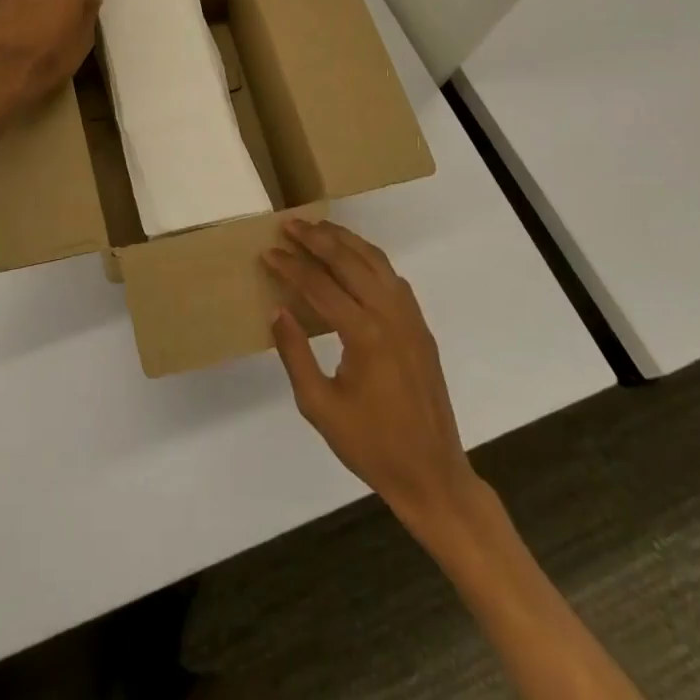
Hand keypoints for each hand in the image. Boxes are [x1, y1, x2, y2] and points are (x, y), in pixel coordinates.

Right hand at [265, 219, 479, 531]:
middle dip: (317, 238)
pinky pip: (393, 277)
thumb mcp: (319, 406)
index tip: (267, 252)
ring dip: (346, 240)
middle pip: (349, 260)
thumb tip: (277, 310)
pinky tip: (353, 258)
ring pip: (376, 261)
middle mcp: (391, 316)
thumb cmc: (371, 446)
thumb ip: (295, 354)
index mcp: (365, 336)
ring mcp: (411, 318)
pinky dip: (369, 258)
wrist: (433, 476)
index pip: (319, 285)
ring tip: (318, 227)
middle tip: (290, 224)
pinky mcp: (420, 326)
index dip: (290, 266)